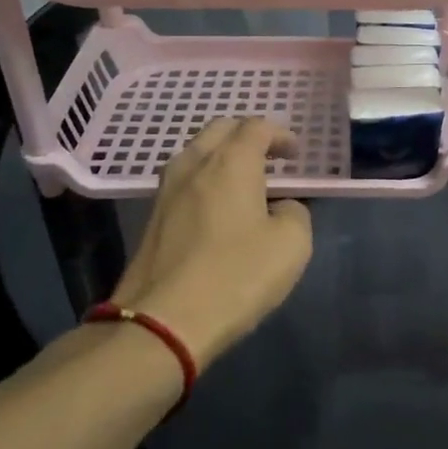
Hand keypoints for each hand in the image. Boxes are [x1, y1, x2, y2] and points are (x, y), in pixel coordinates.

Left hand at [109, 118, 312, 368]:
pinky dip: (205, 180)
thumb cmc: (237, 275)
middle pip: (220, 129)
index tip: (295, 155)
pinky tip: (218, 208)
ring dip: (222, 156)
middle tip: (270, 157)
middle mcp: (194, 164)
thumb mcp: (292, 244)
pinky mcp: (152, 218)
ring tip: (244, 181)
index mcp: (231, 162)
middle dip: (247, 135)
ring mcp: (166, 190)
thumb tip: (281, 207)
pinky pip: (184, 181)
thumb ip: (294, 212)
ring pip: (196, 153)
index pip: (256, 126)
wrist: (163, 322)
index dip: (280, 135)